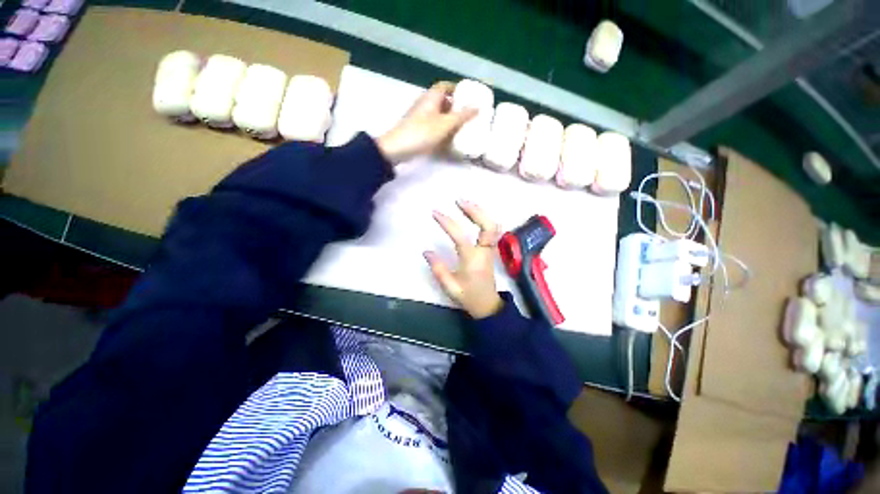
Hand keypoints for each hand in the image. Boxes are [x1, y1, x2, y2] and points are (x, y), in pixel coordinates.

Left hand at [376, 81, 476, 163]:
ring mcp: (420, 117)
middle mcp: (425, 104)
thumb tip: (478, 107)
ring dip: (449, 120)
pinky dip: (442, 130)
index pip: (446, 86)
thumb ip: (462, 116)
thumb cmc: (422, 133)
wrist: (397, 149)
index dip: (457, 89)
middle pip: (443, 101)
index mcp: (431, 97)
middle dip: (456, 107)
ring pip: (438, 115)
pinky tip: (448, 140)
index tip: (469, 97)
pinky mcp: (417, 130)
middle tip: (468, 116)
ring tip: (462, 128)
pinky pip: (433, 126)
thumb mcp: (445, 124)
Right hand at [424, 200, 503, 318]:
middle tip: (459, 201)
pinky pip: (492, 230)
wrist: (488, 306)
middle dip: (474, 210)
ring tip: (466, 204)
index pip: (460, 236)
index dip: (447, 222)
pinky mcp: (491, 250)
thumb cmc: (469, 297)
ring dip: (481, 212)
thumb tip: (426, 251)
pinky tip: (475, 215)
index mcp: (472, 260)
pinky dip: (485, 219)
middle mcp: (484, 252)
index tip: (435, 212)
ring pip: (493, 226)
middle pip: (488, 226)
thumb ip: (438, 269)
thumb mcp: (450, 287)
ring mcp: (490, 250)